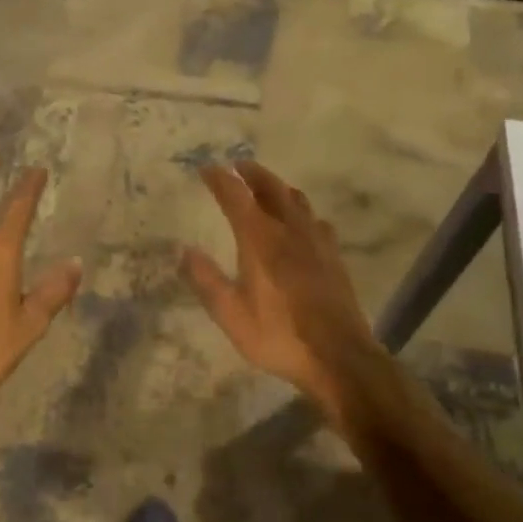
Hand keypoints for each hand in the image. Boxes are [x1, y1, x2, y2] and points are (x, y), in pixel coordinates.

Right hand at [183, 160, 385, 426]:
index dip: (219, 179)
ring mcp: (316, 241)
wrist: (338, 356)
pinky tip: (303, 223)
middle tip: (238, 165)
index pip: (235, 196)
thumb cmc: (279, 335)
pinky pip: (316, 221)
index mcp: (259, 239)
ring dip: (278, 187)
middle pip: (270, 188)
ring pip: (297, 200)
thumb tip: (184, 251)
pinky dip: (302, 212)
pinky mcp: (333, 256)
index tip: (206, 169)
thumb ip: (206, 280)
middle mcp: (289, 230)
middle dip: (252, 174)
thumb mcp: (231, 314)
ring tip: (267, 186)